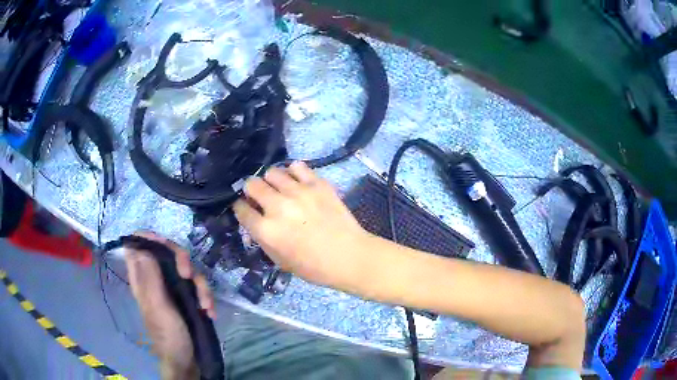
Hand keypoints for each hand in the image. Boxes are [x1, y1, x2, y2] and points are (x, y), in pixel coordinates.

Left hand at [124, 232, 214, 379]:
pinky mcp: (187, 297)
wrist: (187, 360)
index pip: (137, 246)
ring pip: (186, 270)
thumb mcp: (158, 306)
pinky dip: (206, 297)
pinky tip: (210, 312)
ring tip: (206, 306)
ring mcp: (172, 288)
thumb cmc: (168, 335)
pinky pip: (197, 286)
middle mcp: (156, 279)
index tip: (165, 243)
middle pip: (166, 253)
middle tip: (189, 275)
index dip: (149, 238)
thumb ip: (149, 277)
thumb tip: (140, 245)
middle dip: (182, 261)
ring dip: (200, 286)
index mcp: (142, 279)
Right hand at [233, 161, 371, 290]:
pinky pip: (297, 166)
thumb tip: (254, 219)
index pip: (240, 208)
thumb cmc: (314, 267)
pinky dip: (293, 173)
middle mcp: (278, 206)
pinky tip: (297, 182)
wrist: (349, 257)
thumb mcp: (279, 260)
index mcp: (266, 230)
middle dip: (252, 191)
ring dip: (271, 181)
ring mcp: (299, 192)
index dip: (240, 208)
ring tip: (280, 189)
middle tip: (261, 197)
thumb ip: (262, 238)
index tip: (246, 208)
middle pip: (252, 184)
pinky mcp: (318, 184)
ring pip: (272, 172)